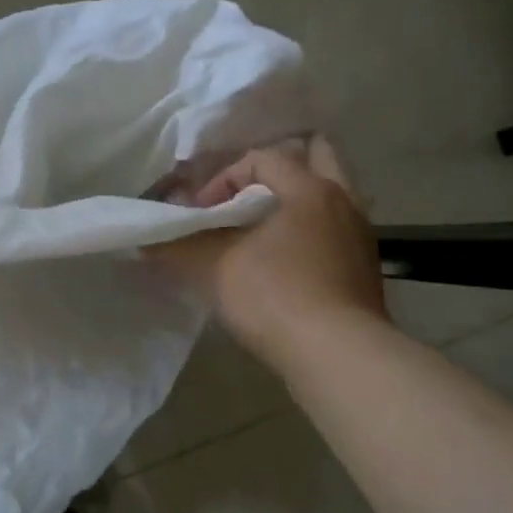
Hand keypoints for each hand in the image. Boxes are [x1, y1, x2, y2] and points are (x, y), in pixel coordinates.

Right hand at [152, 138, 387, 372]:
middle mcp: (342, 200)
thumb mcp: (212, 268)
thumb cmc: (274, 297)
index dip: (223, 178)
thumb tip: (146, 240)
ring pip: (329, 195)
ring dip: (295, 203)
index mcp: (309, 188)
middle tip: (246, 196)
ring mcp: (360, 234)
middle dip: (276, 170)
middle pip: (316, 156)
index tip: (202, 212)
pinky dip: (310, 232)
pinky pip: (334, 230)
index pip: (261, 158)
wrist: (338, 355)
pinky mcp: (365, 268)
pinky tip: (285, 262)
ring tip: (262, 230)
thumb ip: (177, 246)